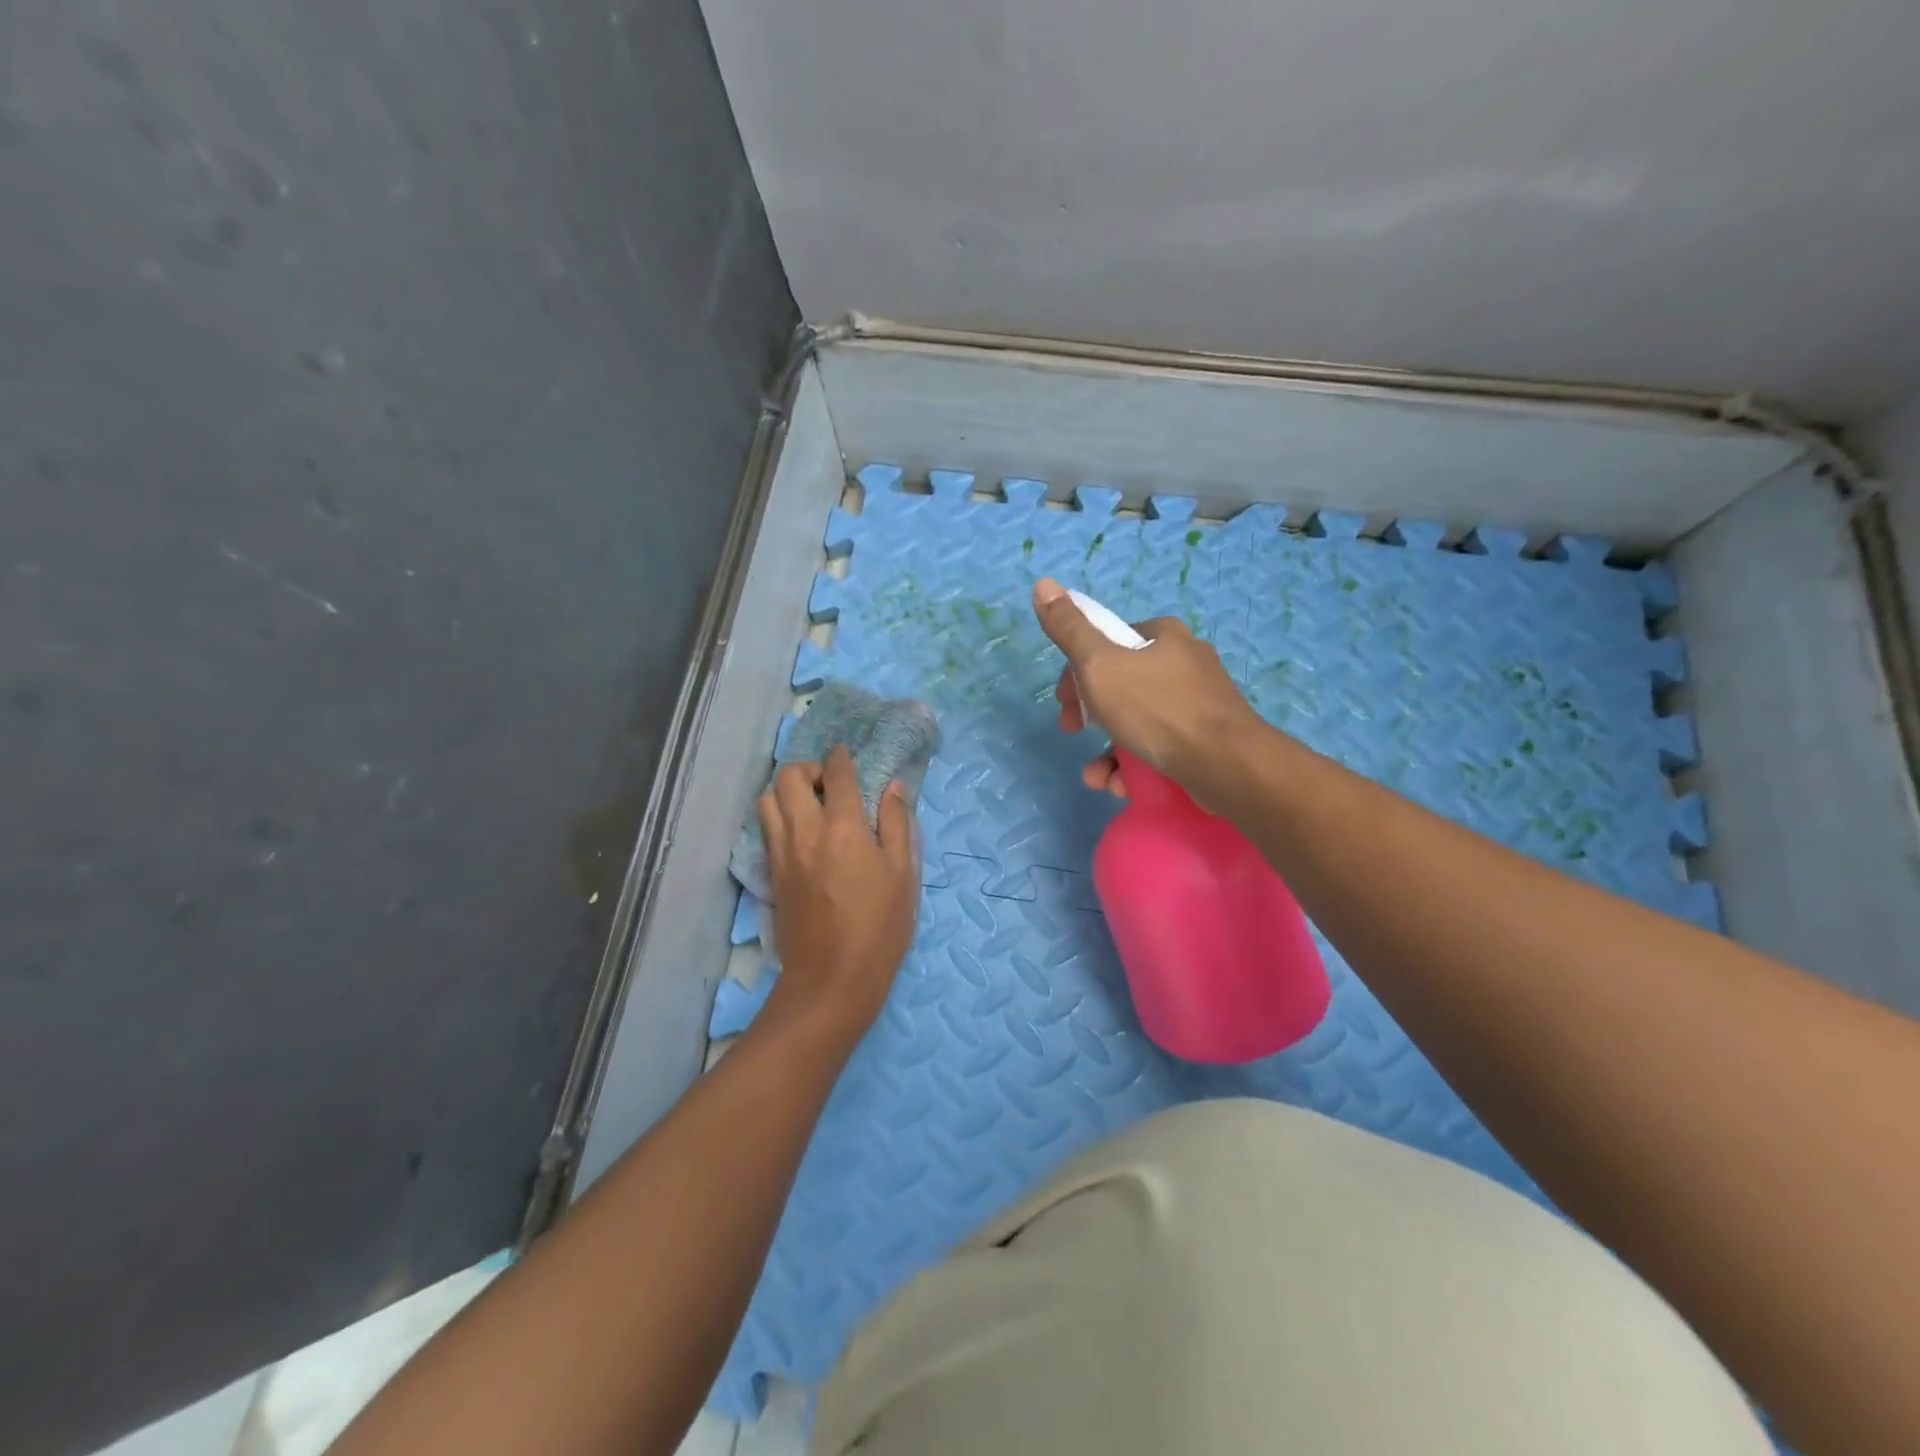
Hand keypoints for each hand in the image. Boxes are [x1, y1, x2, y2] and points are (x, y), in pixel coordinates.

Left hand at [756, 746, 918, 1047]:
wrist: (832, 979)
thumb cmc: (880, 927)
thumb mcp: (903, 874)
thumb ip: (897, 824)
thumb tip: (892, 787)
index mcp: (844, 827)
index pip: (837, 773)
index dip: (841, 757)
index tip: (846, 755)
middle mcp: (806, 831)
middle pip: (789, 777)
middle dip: (808, 769)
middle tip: (828, 784)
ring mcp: (782, 852)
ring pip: (767, 800)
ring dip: (786, 791)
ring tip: (810, 805)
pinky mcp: (771, 874)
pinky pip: (765, 828)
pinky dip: (779, 816)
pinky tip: (801, 833)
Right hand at [1032, 578, 1265, 806]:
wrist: (1225, 764)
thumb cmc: (1156, 708)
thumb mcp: (1100, 665)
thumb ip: (1069, 630)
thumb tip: (1043, 584)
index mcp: (1163, 636)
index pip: (1109, 643)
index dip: (1077, 671)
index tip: (1064, 701)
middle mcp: (1185, 662)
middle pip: (1121, 683)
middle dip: (1090, 713)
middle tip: (1073, 732)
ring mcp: (1200, 703)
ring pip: (1139, 721)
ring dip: (1109, 749)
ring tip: (1096, 777)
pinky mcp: (1208, 739)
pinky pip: (1161, 746)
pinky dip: (1136, 765)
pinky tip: (1121, 785)